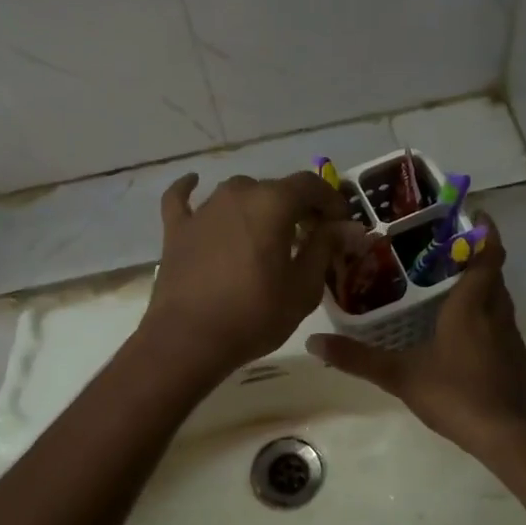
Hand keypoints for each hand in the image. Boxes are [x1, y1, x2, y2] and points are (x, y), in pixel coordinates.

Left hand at [139, 171, 356, 381]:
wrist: (189, 340)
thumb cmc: (255, 315)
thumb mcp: (304, 287)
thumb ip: (326, 247)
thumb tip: (349, 227)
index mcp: (273, 203)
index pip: (310, 185)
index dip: (331, 200)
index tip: (340, 224)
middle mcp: (237, 194)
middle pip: (275, 189)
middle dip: (297, 207)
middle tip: (310, 237)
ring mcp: (203, 210)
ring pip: (238, 194)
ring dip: (257, 206)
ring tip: (267, 233)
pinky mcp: (177, 229)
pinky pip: (182, 199)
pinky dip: (190, 190)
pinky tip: (193, 183)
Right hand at [307, 218, 525, 450]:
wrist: (508, 437)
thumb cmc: (455, 394)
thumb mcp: (400, 375)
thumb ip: (358, 358)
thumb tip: (313, 343)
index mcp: (472, 305)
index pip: (487, 255)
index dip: (486, 232)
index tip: (475, 214)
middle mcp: (497, 313)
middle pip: (493, 274)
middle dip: (475, 258)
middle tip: (443, 251)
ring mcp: (511, 338)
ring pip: (498, 300)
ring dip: (481, 288)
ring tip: (448, 287)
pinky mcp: (516, 360)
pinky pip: (500, 325)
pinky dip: (485, 317)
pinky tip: (461, 334)